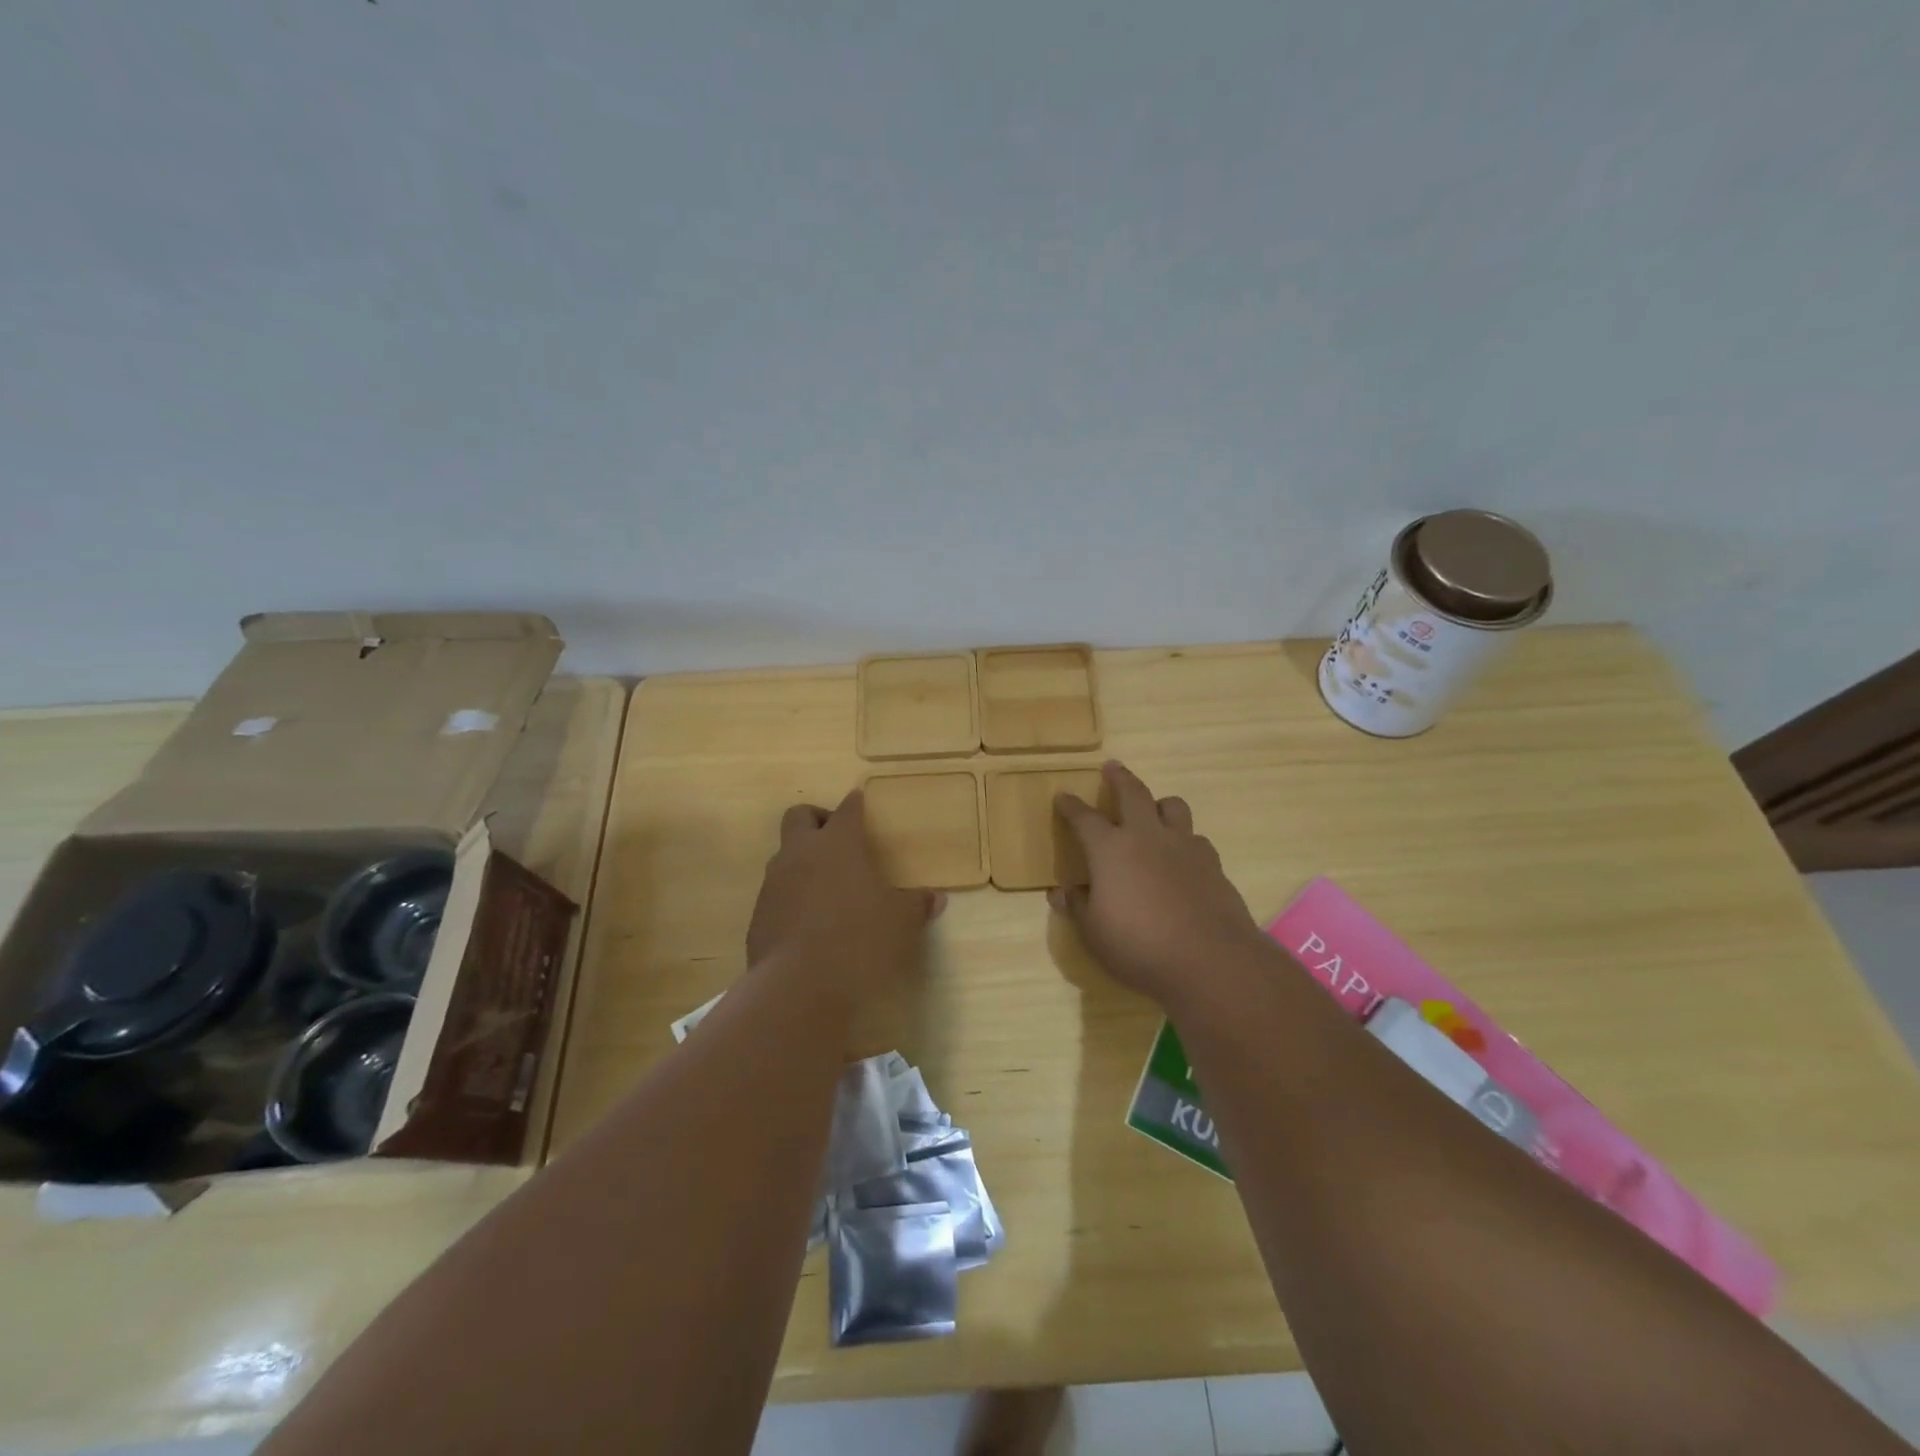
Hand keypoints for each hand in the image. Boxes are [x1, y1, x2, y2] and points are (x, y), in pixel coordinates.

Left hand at [746, 790, 944, 999]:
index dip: (855, 804)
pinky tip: (809, 921)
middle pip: (800, 816)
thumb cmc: (859, 939)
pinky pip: (775, 893)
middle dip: (817, 819)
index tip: (860, 801)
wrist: (798, 986)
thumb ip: (916, 904)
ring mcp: (774, 883)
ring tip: (826, 885)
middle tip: (837, 840)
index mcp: (838, 844)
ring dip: (802, 860)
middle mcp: (801, 853)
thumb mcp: (901, 922)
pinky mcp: (758, 914)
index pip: (847, 809)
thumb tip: (936, 898)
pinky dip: (791, 896)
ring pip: (783, 854)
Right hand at [1049, 761, 1266, 1006]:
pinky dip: (1185, 841)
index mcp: (1111, 849)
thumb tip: (1061, 892)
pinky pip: (1197, 839)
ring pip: (1174, 807)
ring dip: (1160, 804)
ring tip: (1155, 812)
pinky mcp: (1214, 865)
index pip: (1085, 818)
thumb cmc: (1139, 945)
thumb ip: (1079, 907)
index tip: (1063, 796)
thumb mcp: (1094, 932)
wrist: (1210, 961)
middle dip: (1120, 778)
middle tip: (1113, 766)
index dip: (1071, 806)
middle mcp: (1148, 837)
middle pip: (1134, 793)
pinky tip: (1183, 859)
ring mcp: (1185, 847)